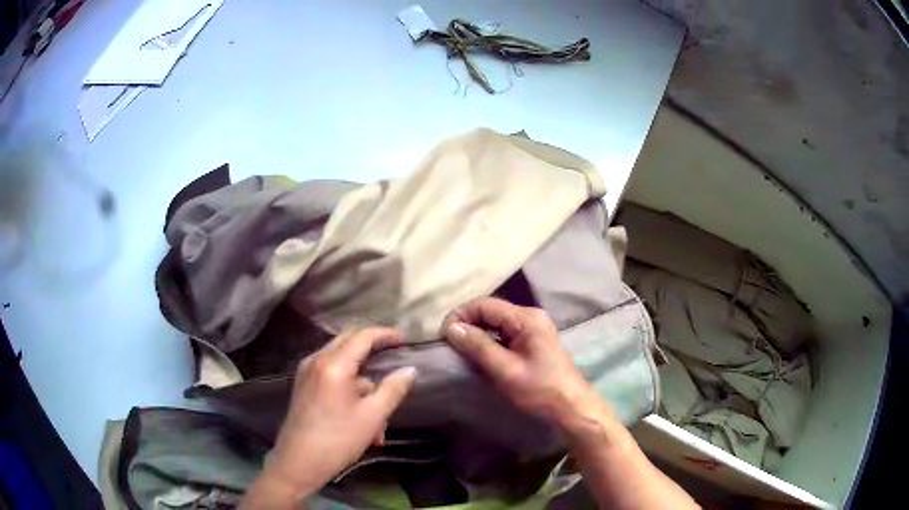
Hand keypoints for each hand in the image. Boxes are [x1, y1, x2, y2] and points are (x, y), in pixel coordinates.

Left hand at [260, 328, 416, 499]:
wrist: (298, 463)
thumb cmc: (337, 440)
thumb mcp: (372, 417)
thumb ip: (393, 389)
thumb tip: (410, 370)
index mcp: (333, 365)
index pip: (362, 337)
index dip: (384, 334)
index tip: (403, 339)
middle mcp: (316, 361)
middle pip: (347, 342)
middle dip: (372, 349)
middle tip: (393, 355)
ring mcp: (306, 373)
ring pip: (340, 364)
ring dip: (362, 381)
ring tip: (380, 414)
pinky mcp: (303, 387)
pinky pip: (330, 376)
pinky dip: (349, 389)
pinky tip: (361, 417)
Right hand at [443, 298, 611, 432]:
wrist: (571, 407)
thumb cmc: (540, 390)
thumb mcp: (506, 370)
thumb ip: (479, 346)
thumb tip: (451, 328)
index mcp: (527, 318)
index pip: (485, 304)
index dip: (461, 315)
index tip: (444, 335)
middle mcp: (531, 316)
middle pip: (491, 310)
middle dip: (468, 323)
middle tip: (450, 343)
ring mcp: (534, 327)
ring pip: (497, 322)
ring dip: (478, 333)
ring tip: (461, 350)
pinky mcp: (533, 340)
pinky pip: (505, 332)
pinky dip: (489, 340)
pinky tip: (480, 354)